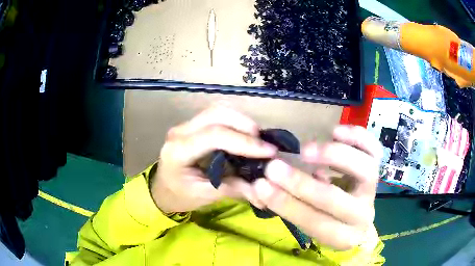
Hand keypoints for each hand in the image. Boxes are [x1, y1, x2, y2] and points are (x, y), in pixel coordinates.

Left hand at [150, 106, 276, 212]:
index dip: (244, 141)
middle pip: (216, 114)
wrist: (163, 190)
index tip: (269, 151)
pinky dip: (235, 122)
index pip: (214, 136)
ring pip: (217, 110)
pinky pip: (216, 115)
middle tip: (263, 143)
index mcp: (178, 151)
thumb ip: (235, 189)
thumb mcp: (206, 196)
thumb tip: (264, 188)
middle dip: (245, 125)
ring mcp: (185, 125)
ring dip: (241, 121)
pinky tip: (245, 135)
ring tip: (256, 139)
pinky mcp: (192, 126)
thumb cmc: (180, 196)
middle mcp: (180, 132)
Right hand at [252, 125, 381, 249]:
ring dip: (333, 156)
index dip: (286, 204)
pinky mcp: (377, 169)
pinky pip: (374, 150)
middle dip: (301, 183)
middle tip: (273, 166)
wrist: (355, 219)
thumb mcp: (309, 223)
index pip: (314, 222)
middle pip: (334, 199)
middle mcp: (362, 215)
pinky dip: (358, 138)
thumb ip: (288, 207)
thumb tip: (262, 187)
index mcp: (342, 236)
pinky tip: (336, 131)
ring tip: (306, 149)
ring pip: (364, 171)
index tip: (260, 185)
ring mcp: (372, 190)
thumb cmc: (328, 221)